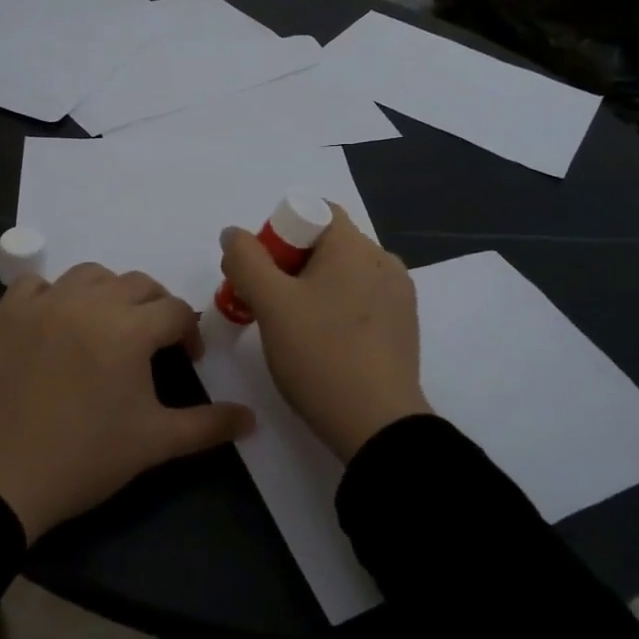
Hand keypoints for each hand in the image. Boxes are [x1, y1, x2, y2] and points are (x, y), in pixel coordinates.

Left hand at [0, 264, 253, 540]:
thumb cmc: (84, 459)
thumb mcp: (154, 443)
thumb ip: (208, 425)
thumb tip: (252, 418)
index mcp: (129, 329)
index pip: (175, 311)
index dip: (189, 333)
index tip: (186, 361)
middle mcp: (89, 302)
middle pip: (139, 284)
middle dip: (155, 308)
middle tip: (152, 344)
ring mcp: (44, 303)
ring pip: (91, 275)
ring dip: (110, 293)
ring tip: (107, 327)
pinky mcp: (7, 314)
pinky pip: (38, 284)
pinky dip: (54, 293)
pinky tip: (57, 322)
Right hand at [220, 207, 428, 461]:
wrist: (378, 426)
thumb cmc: (320, 354)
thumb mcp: (271, 304)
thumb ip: (246, 260)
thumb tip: (234, 234)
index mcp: (355, 246)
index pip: (314, 212)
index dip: (280, 233)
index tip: (261, 272)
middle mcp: (383, 261)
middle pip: (327, 245)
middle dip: (290, 266)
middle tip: (265, 304)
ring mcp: (399, 296)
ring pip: (343, 276)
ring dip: (312, 290)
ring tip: (291, 329)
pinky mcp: (404, 328)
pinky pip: (362, 302)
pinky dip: (336, 311)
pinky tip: (321, 345)